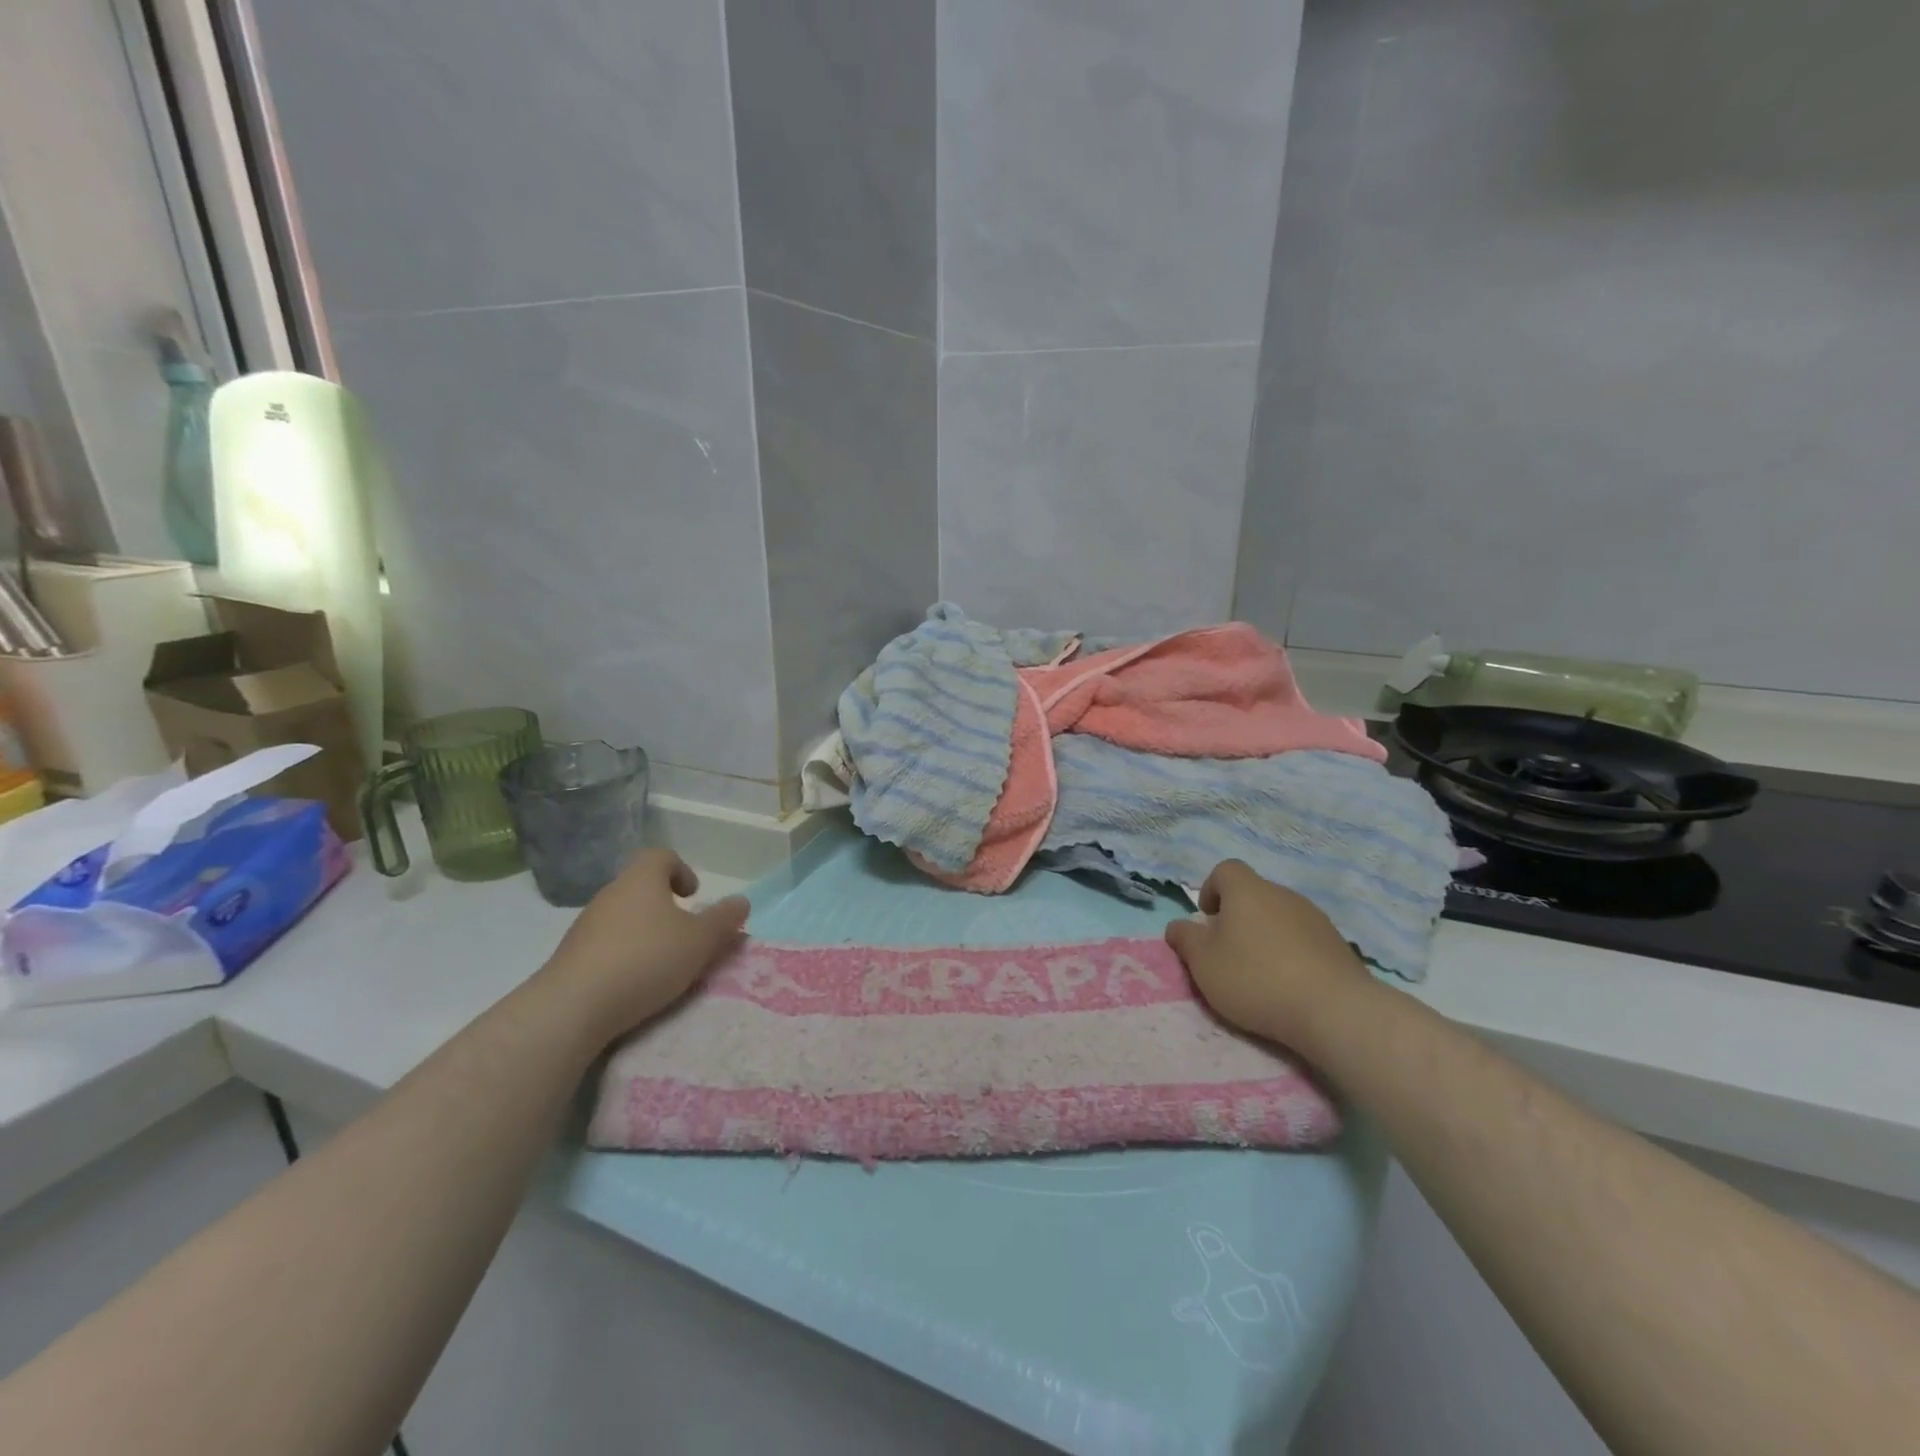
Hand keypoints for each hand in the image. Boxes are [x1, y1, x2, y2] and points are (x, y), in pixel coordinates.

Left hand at [538, 849, 749, 1047]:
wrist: (573, 1007)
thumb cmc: (646, 960)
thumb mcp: (700, 941)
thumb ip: (724, 920)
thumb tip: (741, 902)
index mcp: (641, 880)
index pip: (661, 856)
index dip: (681, 870)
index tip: (694, 896)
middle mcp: (611, 894)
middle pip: (641, 886)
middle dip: (665, 905)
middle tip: (686, 932)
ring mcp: (586, 925)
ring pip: (623, 916)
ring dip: (644, 931)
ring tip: (662, 962)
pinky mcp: (571, 956)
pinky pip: (605, 944)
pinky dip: (623, 954)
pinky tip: (634, 982)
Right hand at [1165, 859, 1372, 1048]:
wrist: (1335, 1010)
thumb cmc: (1256, 978)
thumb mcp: (1204, 963)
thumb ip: (1186, 940)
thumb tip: (1177, 926)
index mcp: (1247, 891)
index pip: (1225, 870)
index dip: (1211, 889)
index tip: (1208, 919)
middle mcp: (1282, 894)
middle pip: (1253, 894)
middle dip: (1237, 917)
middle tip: (1228, 952)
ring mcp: (1315, 917)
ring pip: (1279, 916)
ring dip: (1265, 935)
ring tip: (1260, 972)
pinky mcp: (1338, 944)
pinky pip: (1304, 938)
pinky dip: (1292, 953)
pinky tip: (1290, 984)